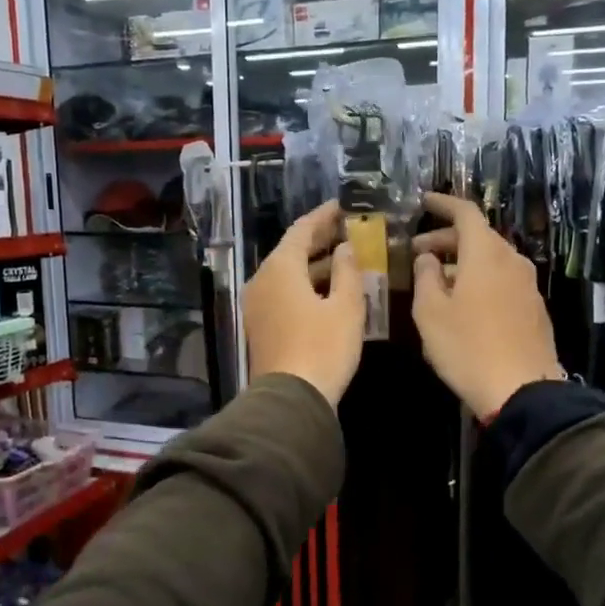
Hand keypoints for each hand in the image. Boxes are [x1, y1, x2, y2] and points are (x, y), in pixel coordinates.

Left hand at [244, 200, 364, 408]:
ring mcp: (258, 305)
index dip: (323, 216)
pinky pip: (283, 293)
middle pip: (291, 251)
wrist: (291, 399)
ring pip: (287, 274)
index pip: (302, 230)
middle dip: (319, 240)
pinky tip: (327, 291)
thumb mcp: (346, 307)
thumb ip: (347, 271)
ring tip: (344, 258)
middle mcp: (262, 280)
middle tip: (347, 230)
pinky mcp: (260, 326)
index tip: (343, 206)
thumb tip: (345, 248)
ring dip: (313, 265)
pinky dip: (304, 285)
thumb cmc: (323, 347)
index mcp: (280, 268)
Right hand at [411, 193, 564, 419]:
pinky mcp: (534, 309)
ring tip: (436, 281)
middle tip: (418, 253)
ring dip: (463, 263)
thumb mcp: (430, 312)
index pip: (466, 213)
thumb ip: (425, 277)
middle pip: (479, 236)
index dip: (443, 204)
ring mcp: (527, 285)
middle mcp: (511, 261)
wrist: (522, 390)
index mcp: (486, 254)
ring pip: (491, 260)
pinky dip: (480, 280)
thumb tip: (427, 258)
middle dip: (446, 239)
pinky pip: (502, 281)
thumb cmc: (467, 347)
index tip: (423, 202)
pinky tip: (463, 303)